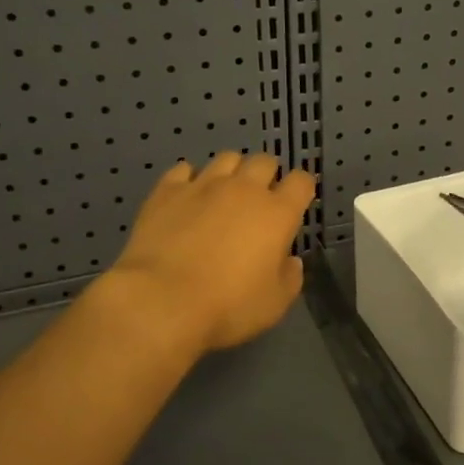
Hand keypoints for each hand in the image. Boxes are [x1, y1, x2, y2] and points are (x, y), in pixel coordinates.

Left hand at [105, 152, 316, 355]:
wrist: (161, 301)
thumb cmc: (227, 307)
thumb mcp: (274, 305)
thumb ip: (290, 278)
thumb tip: (290, 260)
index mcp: (277, 214)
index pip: (301, 181)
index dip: (301, 189)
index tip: (295, 204)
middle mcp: (244, 189)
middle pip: (264, 161)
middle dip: (266, 175)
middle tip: (258, 200)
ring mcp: (203, 185)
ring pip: (227, 158)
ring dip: (231, 172)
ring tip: (223, 194)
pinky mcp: (168, 190)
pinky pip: (184, 169)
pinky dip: (190, 179)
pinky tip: (187, 197)